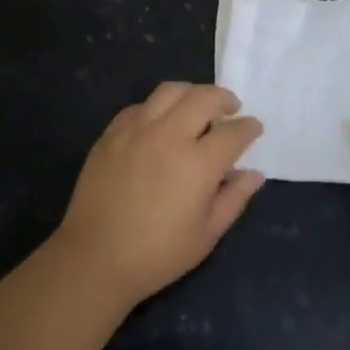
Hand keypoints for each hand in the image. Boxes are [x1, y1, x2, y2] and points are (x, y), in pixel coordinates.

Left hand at [55, 82, 265, 307]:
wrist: (95, 258)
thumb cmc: (158, 254)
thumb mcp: (207, 234)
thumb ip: (234, 199)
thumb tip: (254, 174)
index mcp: (198, 163)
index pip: (233, 132)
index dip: (249, 128)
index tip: (254, 128)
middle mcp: (169, 136)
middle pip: (204, 98)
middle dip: (224, 99)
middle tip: (231, 108)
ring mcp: (137, 130)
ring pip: (170, 91)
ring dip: (191, 93)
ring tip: (197, 106)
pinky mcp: (112, 133)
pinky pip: (140, 106)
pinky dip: (158, 107)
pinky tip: (160, 123)